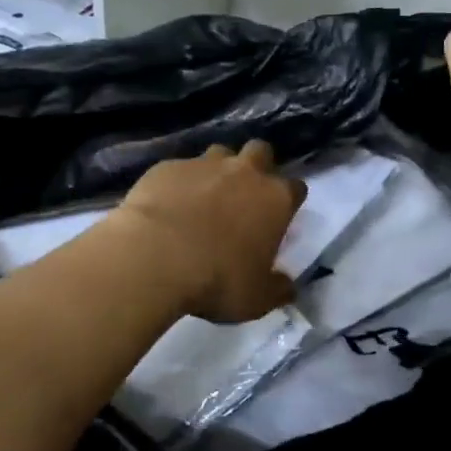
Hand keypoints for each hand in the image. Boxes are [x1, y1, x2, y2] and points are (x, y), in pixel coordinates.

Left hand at [111, 141, 306, 323]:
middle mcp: (244, 172)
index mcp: (275, 199)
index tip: (279, 217)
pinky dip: (178, 183)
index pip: (295, 188)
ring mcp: (203, 164)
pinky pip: (179, 169)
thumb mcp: (257, 299)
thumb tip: (287, 286)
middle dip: (257, 166)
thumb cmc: (218, 280)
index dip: (288, 200)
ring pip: (218, 153)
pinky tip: (167, 206)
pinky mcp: (167, 167)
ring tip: (204, 198)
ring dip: (217, 171)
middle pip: (260, 152)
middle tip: (244, 194)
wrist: (155, 257)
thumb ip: (277, 288)